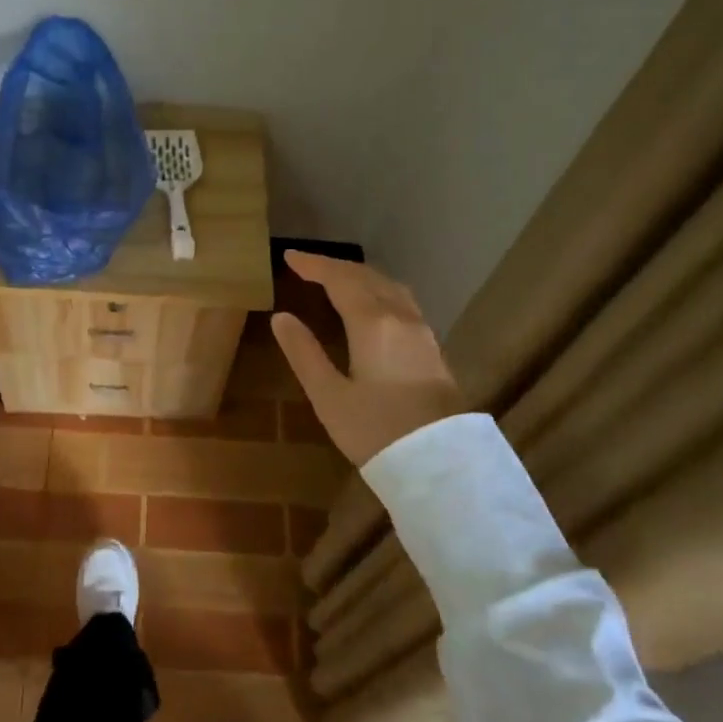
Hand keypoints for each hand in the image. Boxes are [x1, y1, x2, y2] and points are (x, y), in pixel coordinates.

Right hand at [270, 250, 469, 467]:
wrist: (441, 463)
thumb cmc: (376, 431)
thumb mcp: (328, 395)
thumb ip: (304, 353)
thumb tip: (281, 317)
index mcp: (373, 323)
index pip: (340, 279)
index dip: (314, 265)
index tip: (289, 257)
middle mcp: (401, 318)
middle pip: (367, 277)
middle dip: (335, 267)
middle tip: (308, 266)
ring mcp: (422, 332)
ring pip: (390, 287)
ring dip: (361, 276)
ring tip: (338, 279)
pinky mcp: (432, 349)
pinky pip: (402, 302)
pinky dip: (378, 291)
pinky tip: (373, 306)